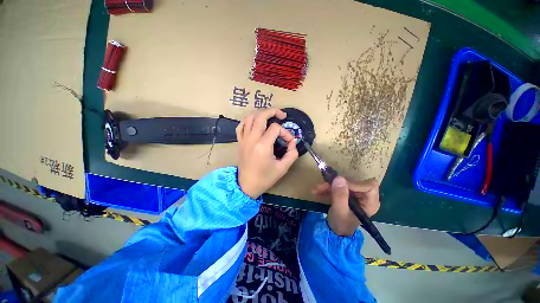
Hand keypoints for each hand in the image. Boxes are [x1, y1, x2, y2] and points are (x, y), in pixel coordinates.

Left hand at [236, 108, 298, 198]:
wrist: (247, 185)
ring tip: (269, 117)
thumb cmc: (265, 178)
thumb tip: (293, 142)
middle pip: (261, 116)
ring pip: (249, 118)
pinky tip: (254, 122)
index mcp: (263, 145)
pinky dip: (248, 120)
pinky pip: (241, 126)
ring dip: (260, 114)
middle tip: (282, 114)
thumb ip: (292, 154)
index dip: (285, 132)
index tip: (290, 141)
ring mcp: (244, 139)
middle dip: (273, 111)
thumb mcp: (283, 168)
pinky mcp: (240, 142)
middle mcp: (252, 139)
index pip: (276, 128)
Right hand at [312, 177, 379, 235]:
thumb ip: (340, 196)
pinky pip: (338, 186)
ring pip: (344, 183)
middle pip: (354, 182)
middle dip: (336, 184)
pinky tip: (318, 191)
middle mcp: (365, 196)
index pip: (369, 186)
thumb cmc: (341, 224)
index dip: (354, 184)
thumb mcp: (339, 211)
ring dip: (329, 185)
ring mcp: (356, 194)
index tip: (338, 185)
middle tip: (322, 186)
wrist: (335, 230)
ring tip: (317, 189)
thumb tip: (339, 178)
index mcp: (370, 202)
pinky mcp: (347, 193)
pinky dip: (328, 188)